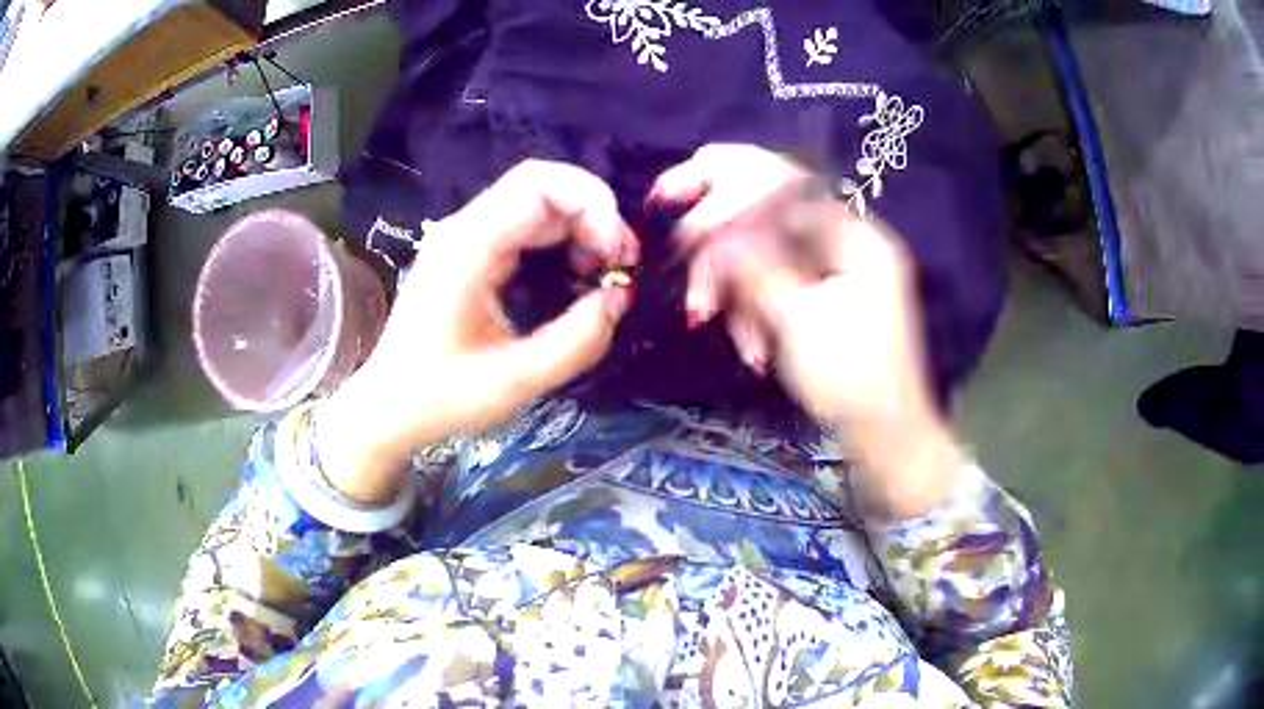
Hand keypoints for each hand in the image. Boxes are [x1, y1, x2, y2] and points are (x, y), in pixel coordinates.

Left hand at [318, 161, 638, 502]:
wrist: (389, 406)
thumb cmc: (441, 398)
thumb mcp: (514, 382)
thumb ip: (575, 342)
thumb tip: (620, 298)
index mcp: (467, 247)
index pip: (538, 185)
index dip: (592, 207)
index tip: (619, 256)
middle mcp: (464, 228)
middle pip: (541, 184)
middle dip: (594, 213)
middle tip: (622, 261)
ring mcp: (466, 237)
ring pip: (538, 200)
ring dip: (582, 225)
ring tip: (606, 269)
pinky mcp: (471, 251)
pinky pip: (527, 224)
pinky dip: (563, 238)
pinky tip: (578, 271)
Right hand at [653, 145, 962, 517]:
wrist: (883, 437)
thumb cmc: (853, 380)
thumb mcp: (800, 319)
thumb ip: (754, 264)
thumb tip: (710, 224)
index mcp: (855, 236)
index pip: (784, 183)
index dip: (727, 185)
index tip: (675, 197)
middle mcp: (844, 243)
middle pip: (769, 216)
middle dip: (722, 244)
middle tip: (684, 261)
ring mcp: (832, 272)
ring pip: (764, 257)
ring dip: (733, 290)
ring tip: (709, 323)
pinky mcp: (820, 300)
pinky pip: (774, 287)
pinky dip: (752, 312)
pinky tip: (748, 348)